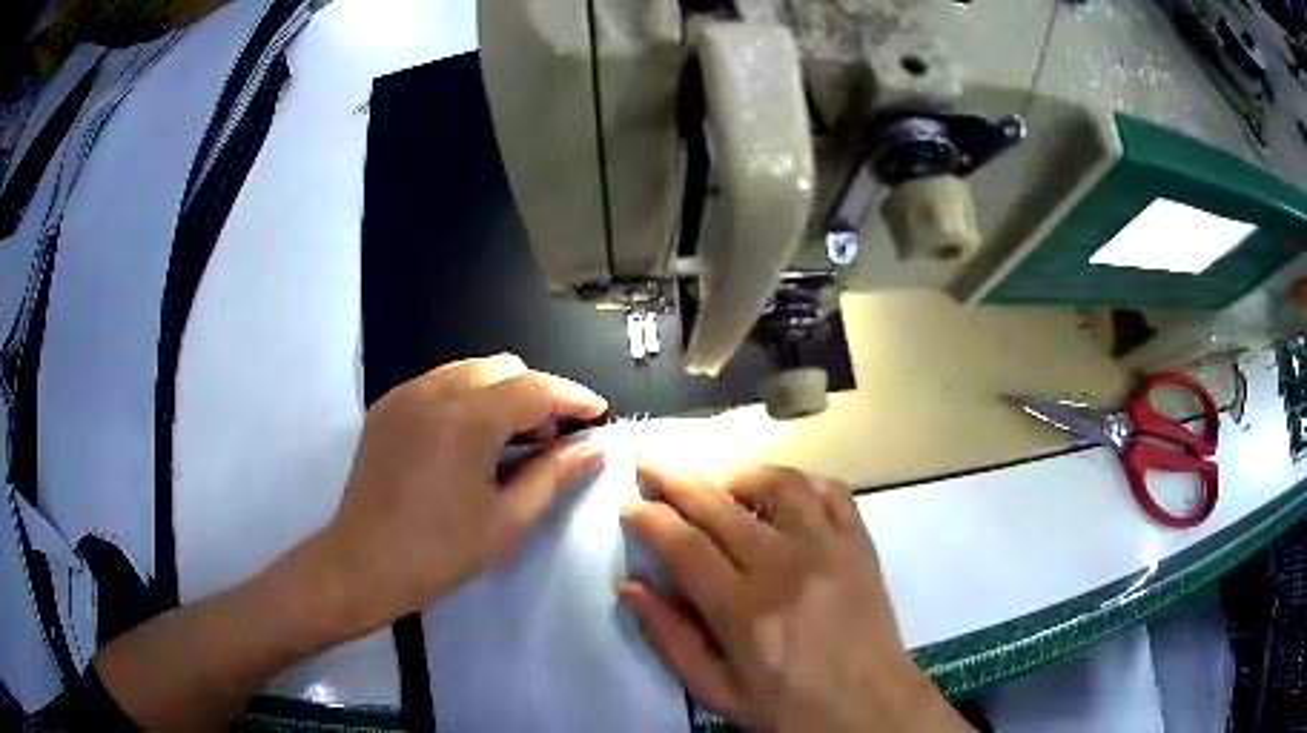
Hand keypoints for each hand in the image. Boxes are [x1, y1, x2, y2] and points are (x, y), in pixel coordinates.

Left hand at [320, 354, 607, 633]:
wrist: (362, 565)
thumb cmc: (440, 552)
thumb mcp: (507, 520)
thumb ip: (554, 474)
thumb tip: (595, 449)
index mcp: (467, 418)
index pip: (534, 388)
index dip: (572, 398)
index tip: (598, 413)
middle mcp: (435, 390)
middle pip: (503, 368)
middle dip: (536, 395)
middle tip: (547, 441)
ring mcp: (405, 394)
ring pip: (470, 370)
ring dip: (501, 393)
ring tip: (507, 442)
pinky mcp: (387, 407)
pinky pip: (439, 383)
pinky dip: (467, 399)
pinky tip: (467, 441)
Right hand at [619, 464, 968, 732]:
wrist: (870, 708)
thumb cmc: (789, 708)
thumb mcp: (716, 691)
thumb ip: (670, 639)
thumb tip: (630, 587)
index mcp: (744, 610)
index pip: (684, 545)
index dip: (649, 519)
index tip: (629, 505)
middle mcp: (785, 566)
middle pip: (720, 504)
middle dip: (675, 478)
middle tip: (650, 461)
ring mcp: (829, 548)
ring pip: (779, 483)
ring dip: (739, 474)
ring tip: (718, 484)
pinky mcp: (860, 544)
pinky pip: (831, 491)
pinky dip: (800, 482)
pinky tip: (782, 496)